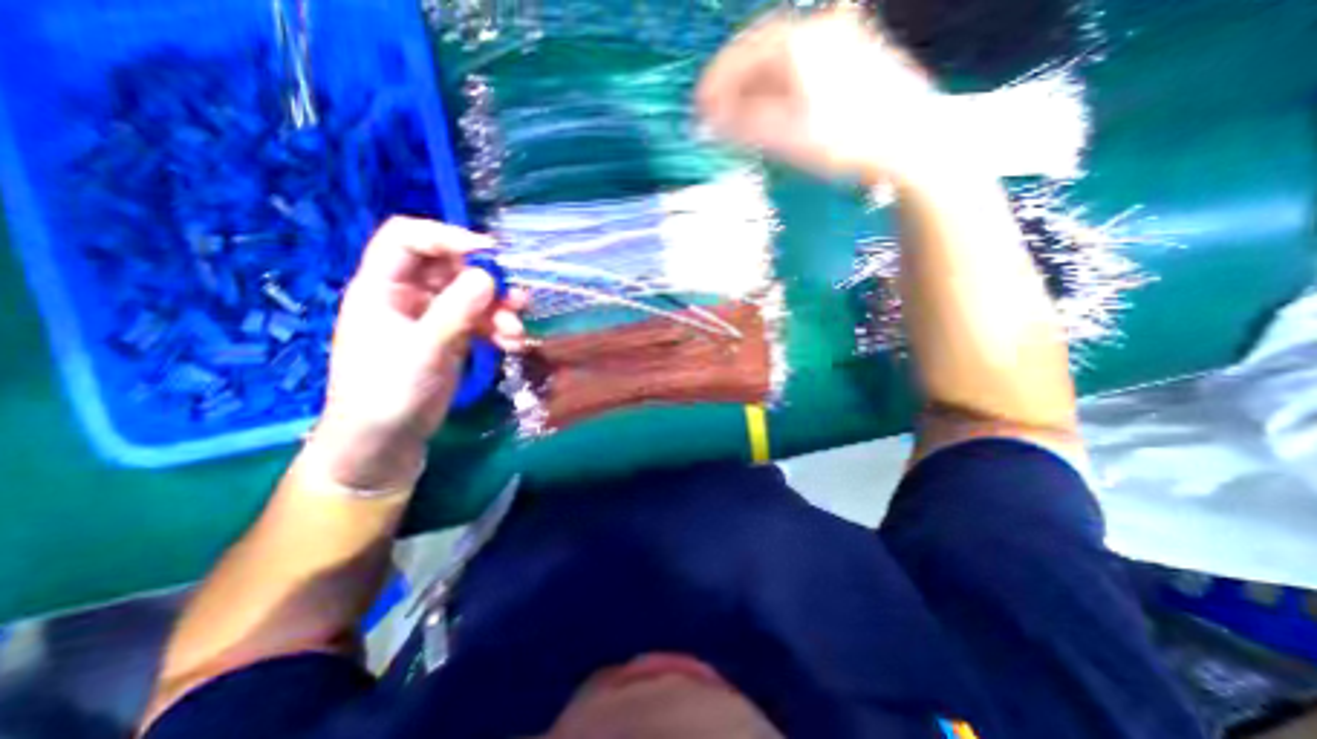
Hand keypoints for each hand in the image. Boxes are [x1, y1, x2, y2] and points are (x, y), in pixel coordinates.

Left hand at [308, 217, 528, 493]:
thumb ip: (456, 311)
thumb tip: (489, 275)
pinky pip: (480, 322)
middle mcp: (408, 295)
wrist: (386, 441)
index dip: (447, 237)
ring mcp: (432, 317)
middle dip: (487, 282)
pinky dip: (499, 330)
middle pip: (451, 268)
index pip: (408, 239)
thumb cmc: (388, 393)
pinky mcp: (451, 337)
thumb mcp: (423, 350)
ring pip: (472, 296)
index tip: (489, 254)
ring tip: (517, 332)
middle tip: (517, 299)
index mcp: (382, 287)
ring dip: (499, 310)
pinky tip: (513, 345)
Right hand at [694, 6, 940, 184]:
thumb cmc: (845, 140)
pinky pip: (799, 66)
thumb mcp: (786, 137)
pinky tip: (773, 109)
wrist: (909, 139)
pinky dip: (778, 87)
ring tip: (741, 118)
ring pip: (780, 60)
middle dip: (733, 85)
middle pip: (759, 54)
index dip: (714, 84)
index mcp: (797, 42)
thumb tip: (706, 123)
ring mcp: (837, 39)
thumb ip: (742, 126)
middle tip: (715, 114)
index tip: (698, 109)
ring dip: (754, 88)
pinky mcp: (851, 55)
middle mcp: (817, 29)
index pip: (740, 56)